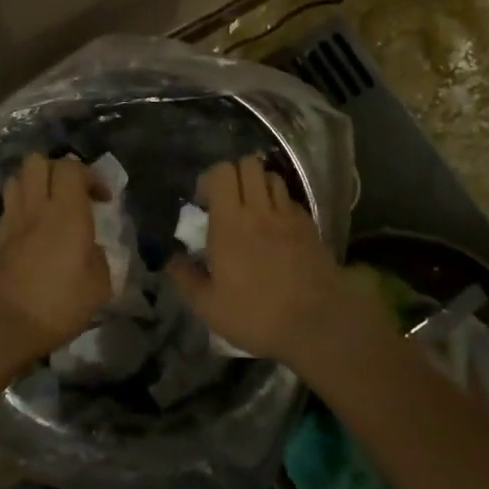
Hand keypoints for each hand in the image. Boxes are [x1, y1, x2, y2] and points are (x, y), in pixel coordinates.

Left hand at [0, 153, 111, 363]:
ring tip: (51, 207)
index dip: (89, 175)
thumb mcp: (98, 287)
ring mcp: (13, 220)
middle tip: (73, 194)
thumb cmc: (58, 303)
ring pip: (17, 179)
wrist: (3, 324)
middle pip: (37, 161)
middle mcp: (37, 207)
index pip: (71, 167)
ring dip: (35, 184)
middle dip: (56, 170)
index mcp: (67, 211)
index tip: (102, 200)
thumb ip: (100, 260)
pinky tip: (33, 231)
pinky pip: (9, 207)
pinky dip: (21, 209)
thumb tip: (92, 250)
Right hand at [168, 155, 354, 364]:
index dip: (209, 179)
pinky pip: (290, 199)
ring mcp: (287, 215)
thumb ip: (186, 279)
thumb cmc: (256, 315)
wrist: (317, 324)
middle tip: (227, 201)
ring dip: (258, 185)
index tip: (203, 203)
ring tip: (252, 209)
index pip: (221, 173)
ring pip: (271, 176)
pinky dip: (279, 204)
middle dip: (234, 174)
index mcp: (229, 223)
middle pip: (248, 164)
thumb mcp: (209, 307)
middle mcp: (259, 210)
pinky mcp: (309, 225)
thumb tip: (171, 259)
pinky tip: (276, 227)